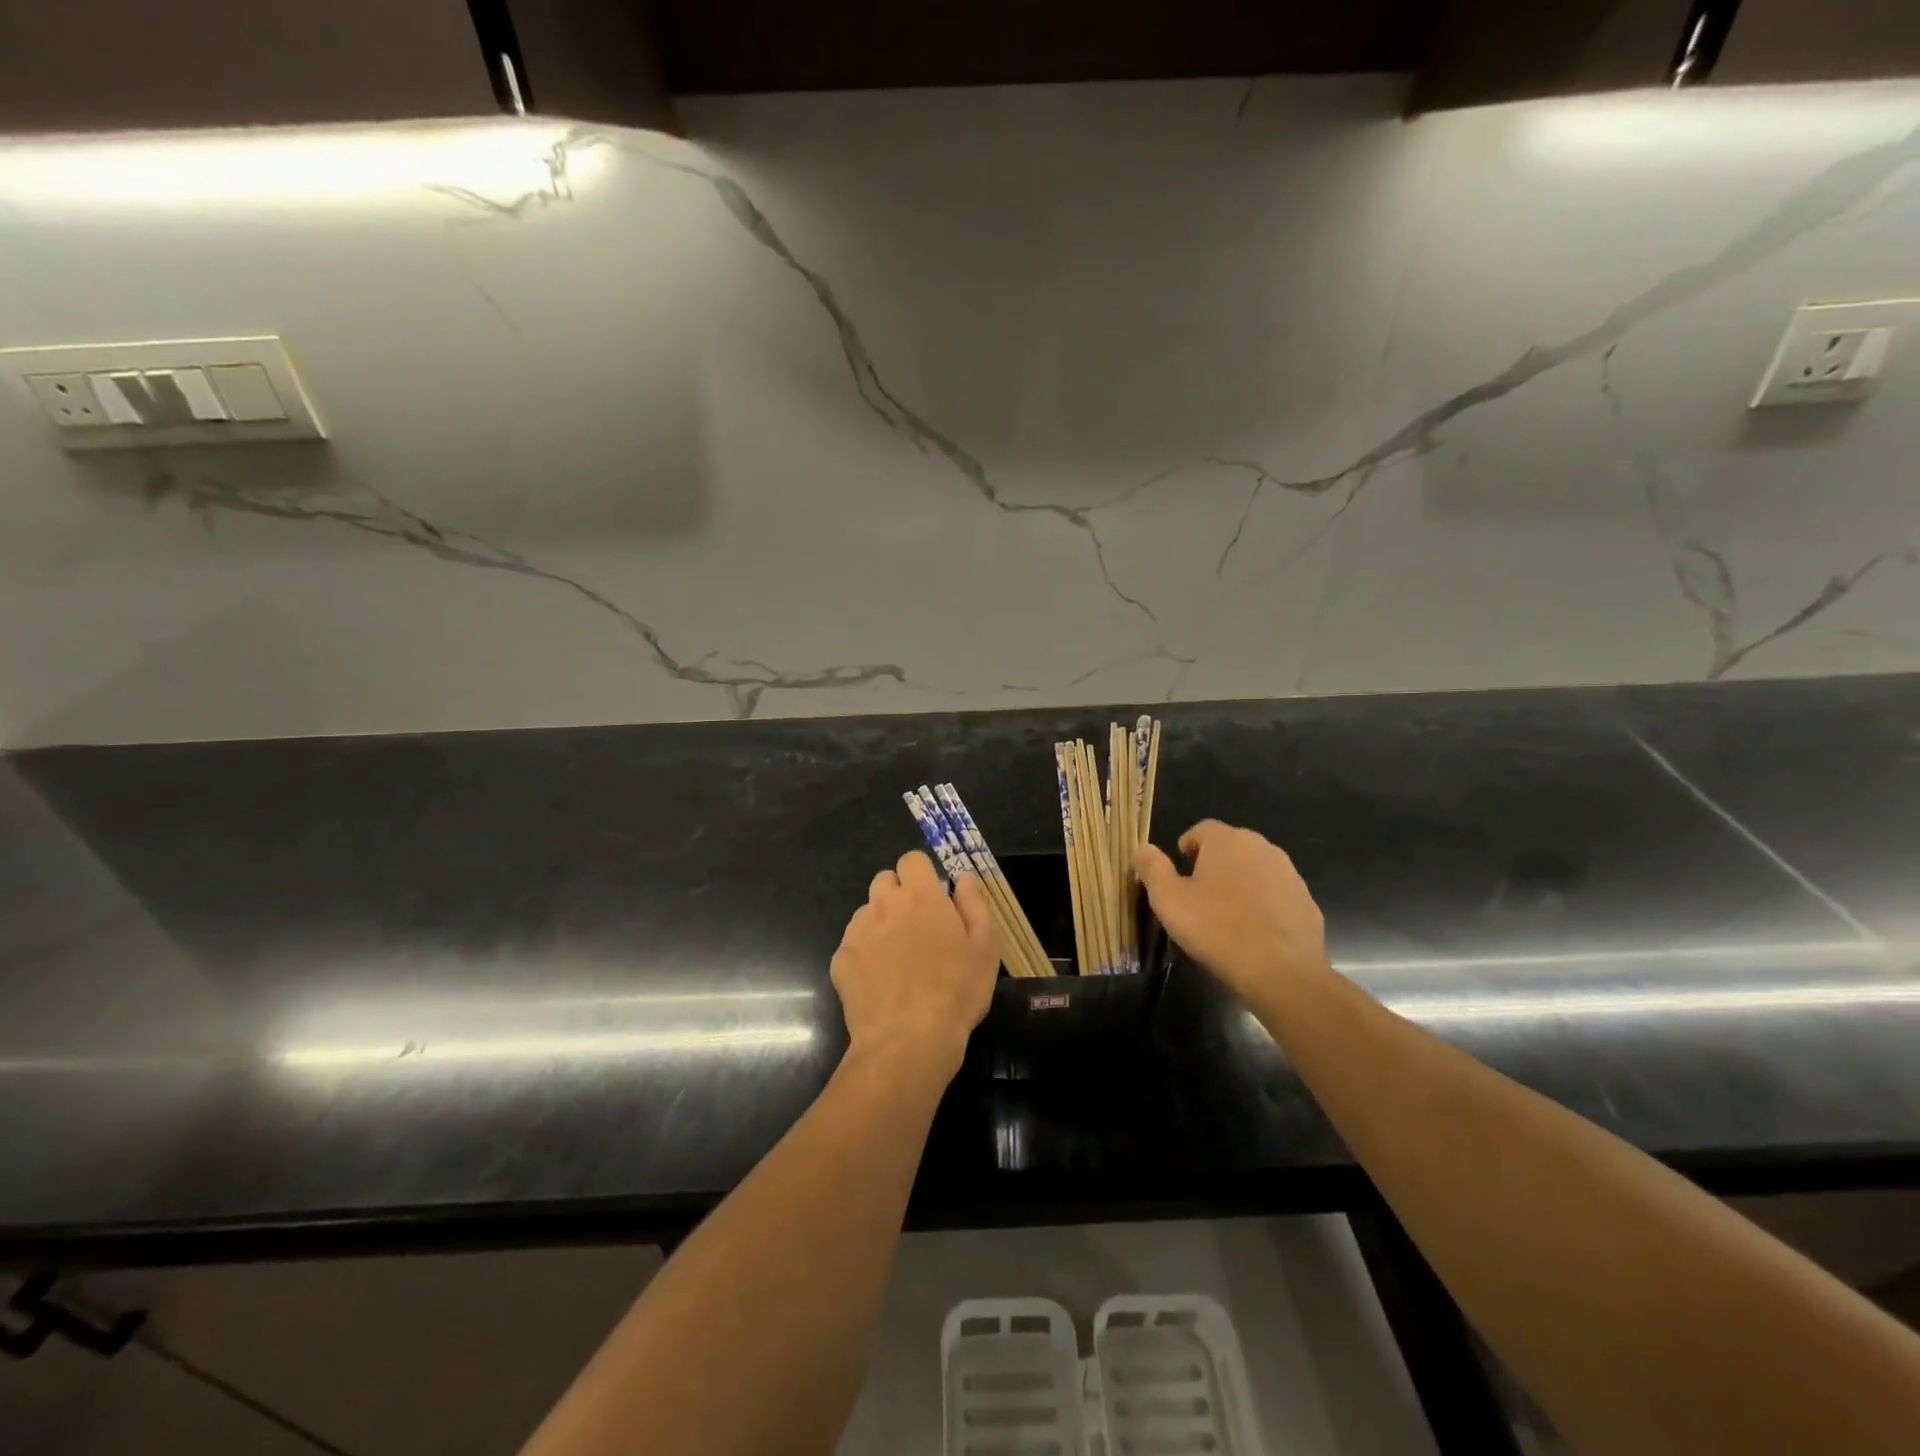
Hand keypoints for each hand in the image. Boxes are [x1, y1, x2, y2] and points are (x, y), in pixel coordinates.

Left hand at [831, 851, 998, 1075]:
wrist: (908, 1040)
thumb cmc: (956, 990)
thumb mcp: (985, 946)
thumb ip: (974, 903)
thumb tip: (963, 878)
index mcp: (921, 896)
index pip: (911, 859)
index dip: (921, 874)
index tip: (933, 897)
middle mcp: (884, 904)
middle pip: (884, 881)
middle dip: (899, 895)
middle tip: (917, 927)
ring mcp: (858, 931)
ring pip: (867, 912)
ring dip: (881, 923)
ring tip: (898, 959)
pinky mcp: (840, 959)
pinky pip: (853, 944)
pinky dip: (865, 954)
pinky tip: (880, 982)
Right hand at [1135, 820, 1329, 1004]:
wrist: (1282, 971)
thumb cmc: (1217, 929)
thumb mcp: (1168, 900)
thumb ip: (1152, 869)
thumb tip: (1142, 849)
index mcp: (1227, 841)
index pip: (1202, 829)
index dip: (1187, 846)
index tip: (1179, 870)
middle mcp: (1262, 847)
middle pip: (1231, 846)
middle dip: (1214, 863)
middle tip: (1198, 894)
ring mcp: (1289, 874)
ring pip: (1256, 869)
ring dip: (1240, 883)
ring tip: (1226, 915)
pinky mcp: (1307, 901)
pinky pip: (1277, 895)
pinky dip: (1264, 904)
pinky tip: (1254, 932)